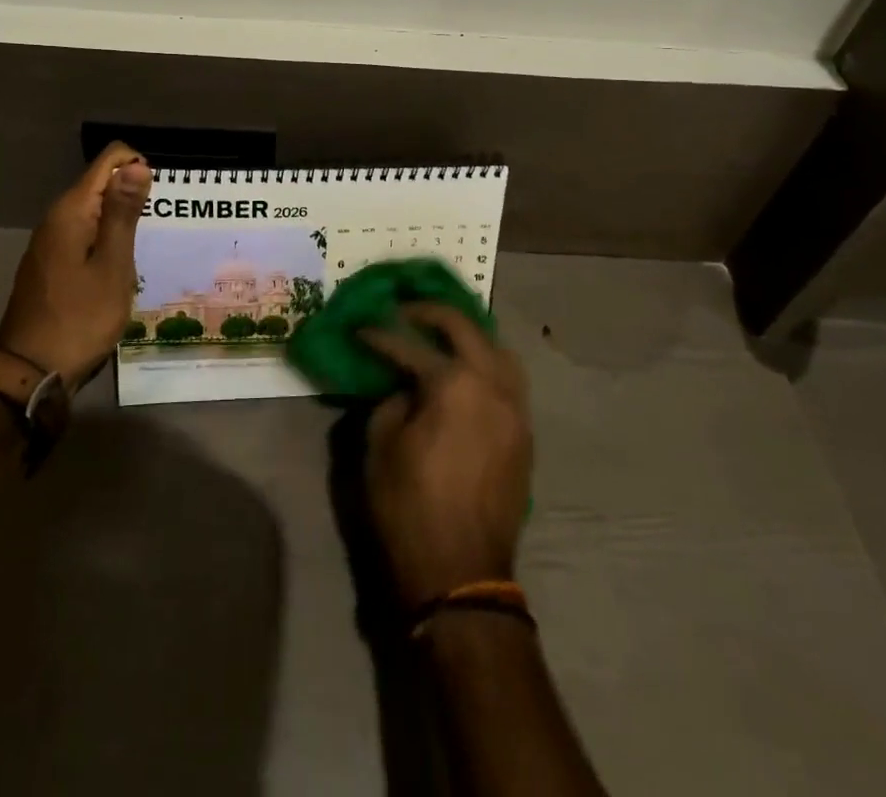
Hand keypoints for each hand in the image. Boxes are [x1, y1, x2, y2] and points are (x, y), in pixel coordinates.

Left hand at [0, 143, 149, 387]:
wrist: (30, 371)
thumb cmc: (80, 318)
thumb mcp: (113, 266)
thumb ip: (124, 213)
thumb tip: (136, 165)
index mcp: (71, 211)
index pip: (109, 161)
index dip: (137, 168)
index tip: (156, 203)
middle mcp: (57, 217)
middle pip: (101, 184)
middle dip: (131, 197)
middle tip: (154, 234)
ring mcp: (51, 242)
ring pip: (94, 211)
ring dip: (120, 222)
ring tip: (141, 254)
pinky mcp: (51, 263)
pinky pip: (85, 234)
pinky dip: (106, 242)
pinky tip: (118, 270)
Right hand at [358, 304, 532, 607]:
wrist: (462, 575)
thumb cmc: (410, 509)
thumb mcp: (380, 448)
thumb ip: (391, 401)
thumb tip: (405, 386)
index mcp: (453, 385)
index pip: (410, 346)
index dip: (380, 335)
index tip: (361, 327)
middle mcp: (492, 385)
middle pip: (464, 328)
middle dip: (429, 313)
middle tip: (403, 311)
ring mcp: (515, 408)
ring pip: (497, 348)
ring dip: (468, 335)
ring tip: (441, 335)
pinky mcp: (524, 432)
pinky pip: (509, 379)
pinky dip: (486, 363)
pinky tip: (465, 371)